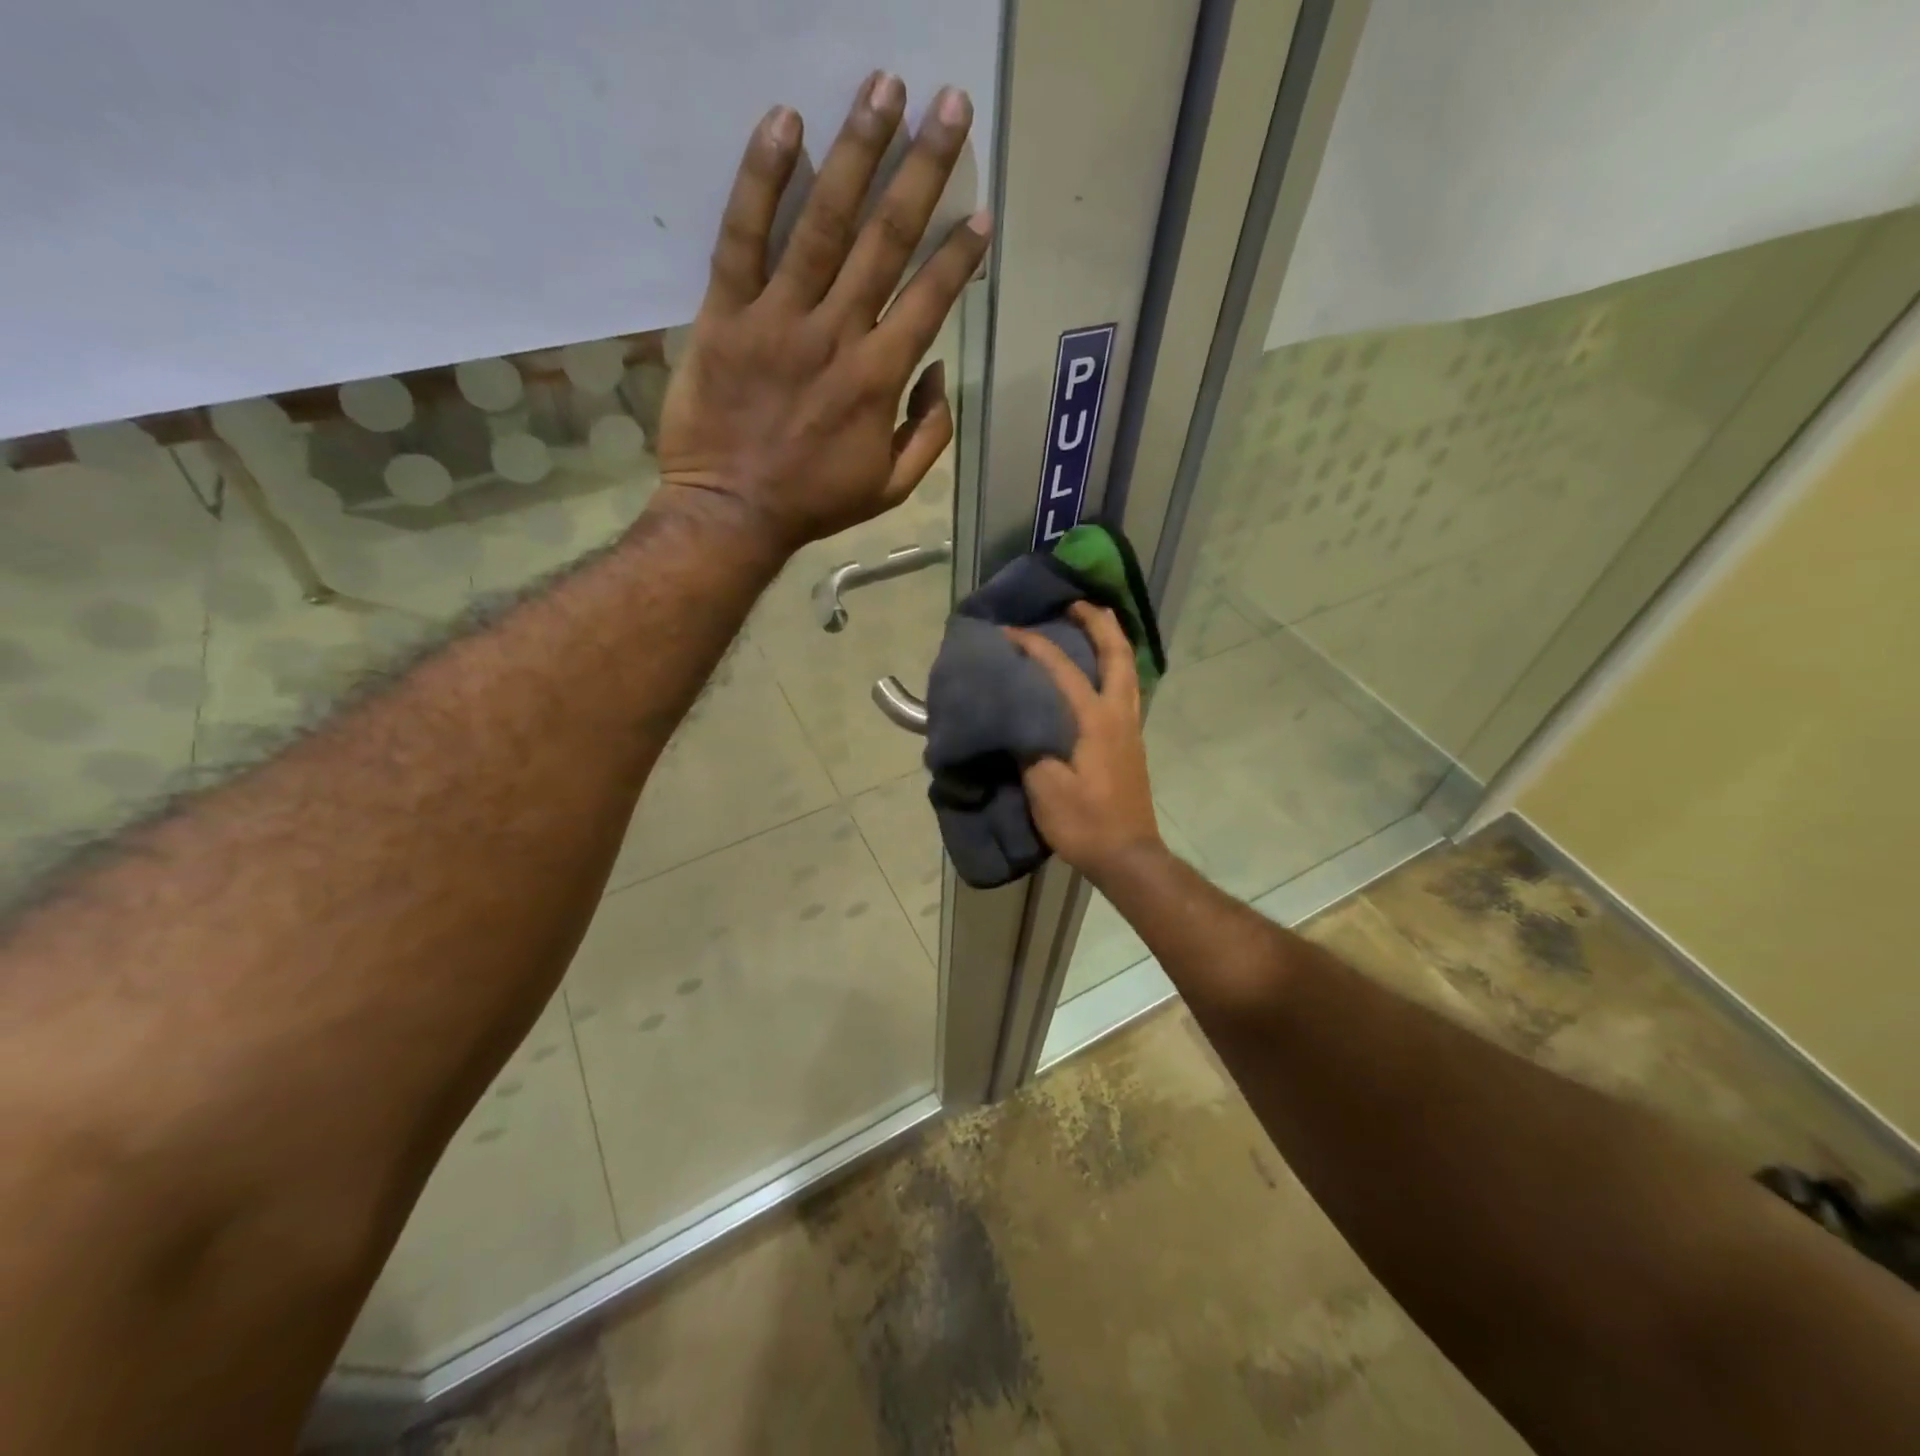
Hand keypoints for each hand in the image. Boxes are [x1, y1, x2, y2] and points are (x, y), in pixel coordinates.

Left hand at [655, 73, 992, 553]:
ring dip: (858, 151)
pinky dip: (762, 179)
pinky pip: (743, 237)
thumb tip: (939, 373)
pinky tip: (786, 122)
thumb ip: (928, 433)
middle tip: (949, 105)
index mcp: (879, 379)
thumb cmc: (814, 502)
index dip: (959, 255)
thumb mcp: (891, 488)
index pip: (930, 300)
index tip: (981, 213)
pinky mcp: (725, 314)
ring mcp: (778, 319)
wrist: (731, 513)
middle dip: (923, 169)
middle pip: (886, 240)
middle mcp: (837, 335)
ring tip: (885, 88)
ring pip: (823, 223)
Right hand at [1005, 603, 1164, 885]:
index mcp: (1095, 720)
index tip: (1009, 631)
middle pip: (1118, 655)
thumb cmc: (1084, 821)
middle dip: (1100, 623)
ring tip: (1093, 626)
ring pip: (1129, 671)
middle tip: (1078, 602)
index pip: (1062, 670)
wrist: (1127, 855)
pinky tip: (1098, 674)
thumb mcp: (1045, 787)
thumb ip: (1029, 747)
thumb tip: (1015, 719)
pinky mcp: (1131, 743)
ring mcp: (1130, 729)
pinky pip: (1126, 689)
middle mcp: (1119, 715)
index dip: (1035, 646)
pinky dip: (1114, 667)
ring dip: (1113, 642)